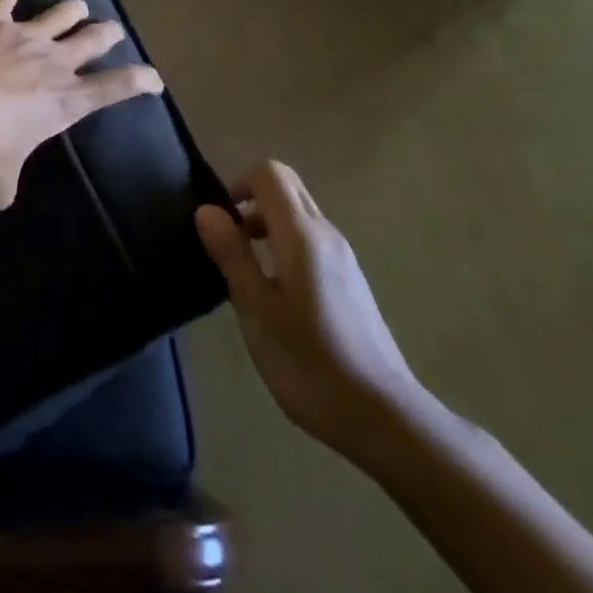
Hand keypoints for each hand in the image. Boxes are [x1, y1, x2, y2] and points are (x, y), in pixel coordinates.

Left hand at [0, 0, 162, 209]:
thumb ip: (10, 179)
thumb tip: (1, 179)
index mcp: (63, 104)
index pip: (114, 89)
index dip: (139, 82)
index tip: (154, 78)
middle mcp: (51, 63)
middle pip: (92, 40)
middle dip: (108, 34)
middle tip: (114, 31)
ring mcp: (21, 37)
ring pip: (60, 13)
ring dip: (72, 9)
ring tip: (78, 5)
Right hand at [197, 161, 424, 455]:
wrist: (385, 418)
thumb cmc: (310, 362)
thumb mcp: (256, 309)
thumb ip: (232, 254)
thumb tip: (207, 210)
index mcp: (302, 234)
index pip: (270, 174)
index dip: (239, 184)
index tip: (222, 222)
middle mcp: (326, 234)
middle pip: (288, 187)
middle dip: (253, 200)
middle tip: (231, 242)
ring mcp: (344, 258)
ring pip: (300, 215)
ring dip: (268, 225)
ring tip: (248, 272)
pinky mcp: (351, 282)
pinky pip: (311, 241)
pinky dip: (286, 246)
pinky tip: (278, 295)